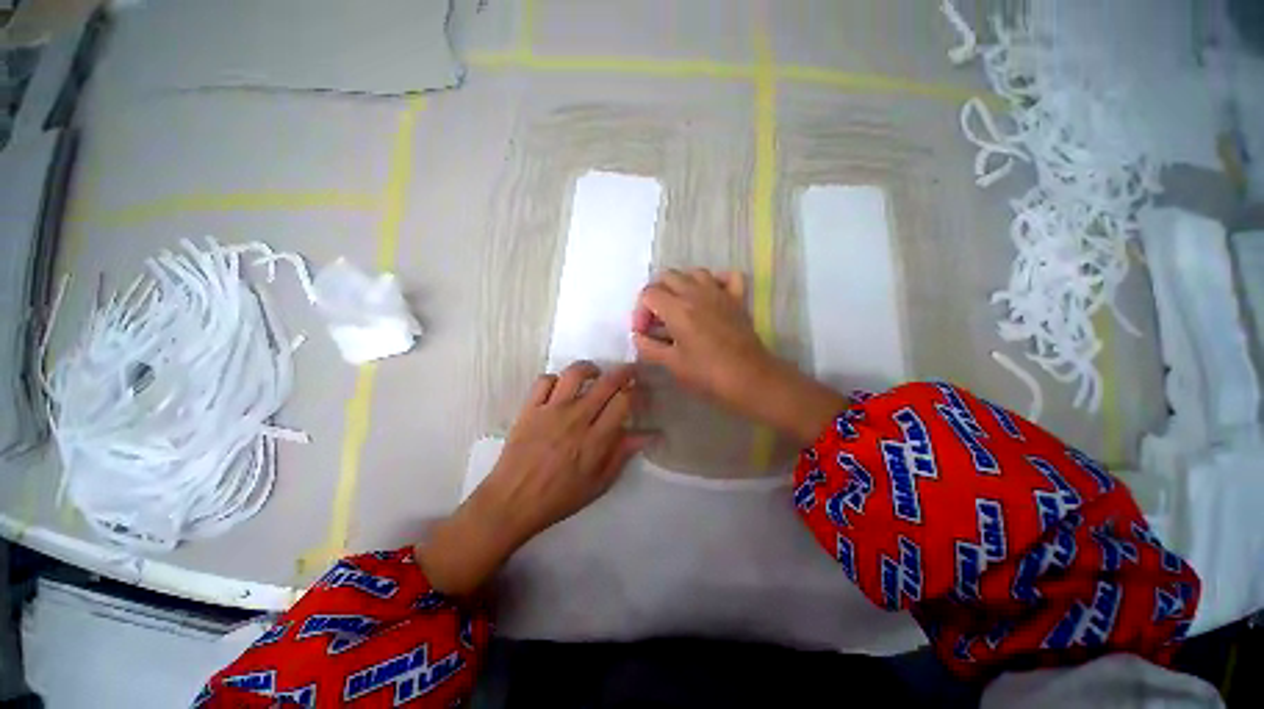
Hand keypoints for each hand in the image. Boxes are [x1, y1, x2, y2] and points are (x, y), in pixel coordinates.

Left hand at [417, 362, 645, 594]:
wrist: (512, 501)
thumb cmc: (559, 496)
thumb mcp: (599, 483)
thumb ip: (623, 454)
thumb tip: (649, 434)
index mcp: (596, 439)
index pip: (624, 401)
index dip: (635, 391)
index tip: (638, 391)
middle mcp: (576, 417)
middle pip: (606, 382)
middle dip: (623, 372)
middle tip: (628, 371)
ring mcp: (551, 409)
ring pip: (575, 373)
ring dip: (590, 368)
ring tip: (595, 374)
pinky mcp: (530, 407)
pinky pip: (544, 380)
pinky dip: (556, 378)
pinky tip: (561, 388)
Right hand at [632, 269, 846, 444]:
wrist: (749, 378)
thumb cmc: (707, 374)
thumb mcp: (672, 364)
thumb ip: (649, 347)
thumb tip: (638, 336)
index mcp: (677, 309)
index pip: (648, 294)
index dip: (640, 311)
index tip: (644, 332)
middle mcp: (696, 293)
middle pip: (667, 276)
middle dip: (656, 294)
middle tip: (657, 319)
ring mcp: (719, 293)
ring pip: (693, 272)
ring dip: (681, 285)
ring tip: (679, 306)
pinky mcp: (737, 298)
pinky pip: (726, 276)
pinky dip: (715, 280)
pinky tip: (709, 295)